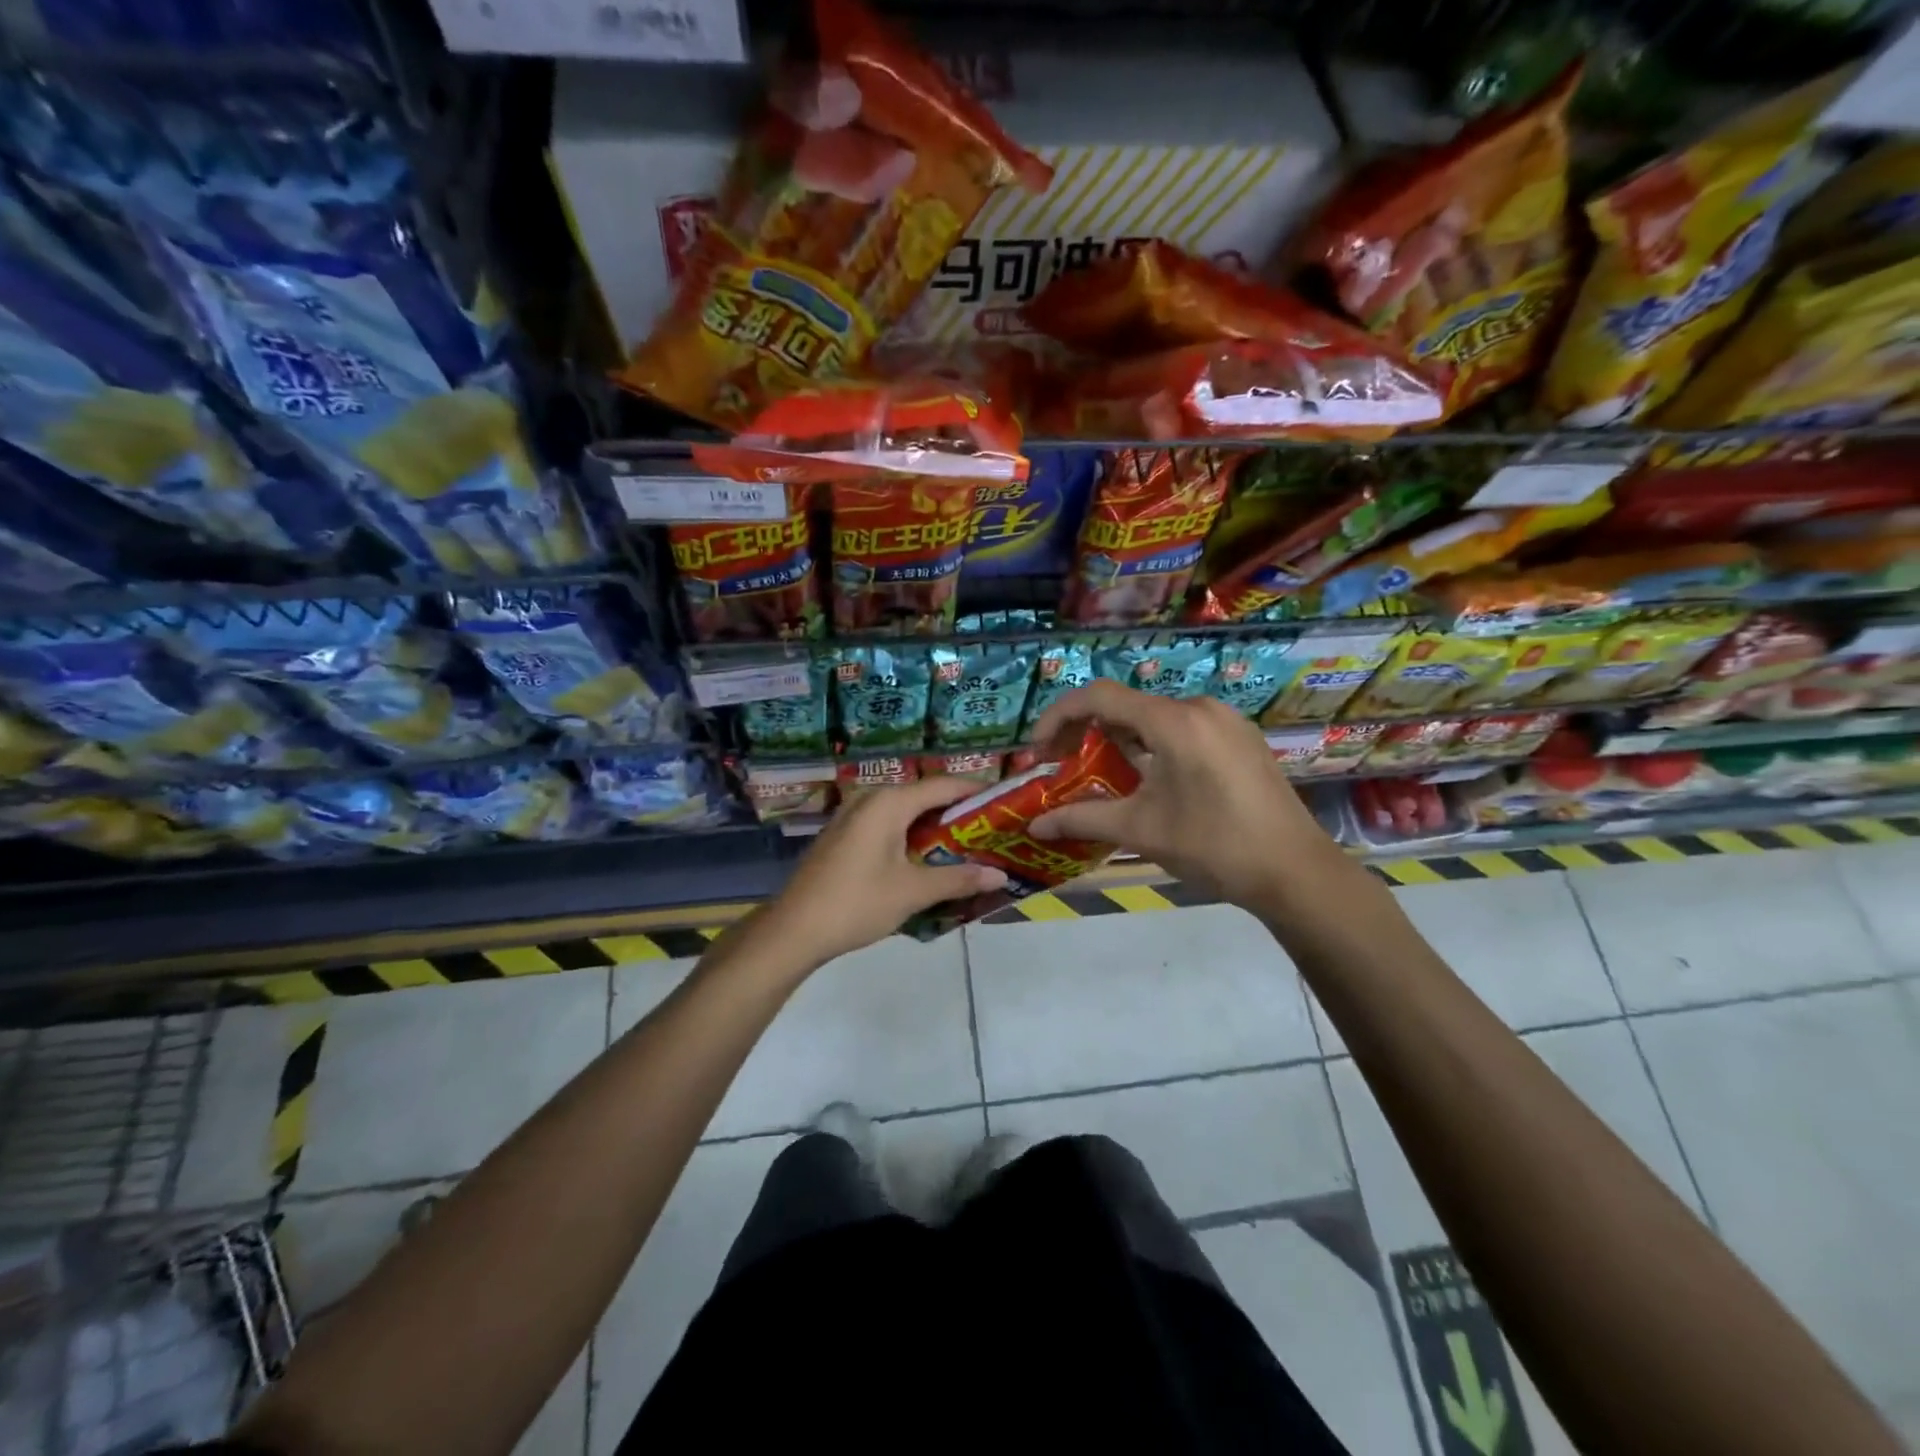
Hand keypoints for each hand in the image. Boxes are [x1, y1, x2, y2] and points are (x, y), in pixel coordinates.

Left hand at [751, 775, 1008, 968]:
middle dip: (958, 813)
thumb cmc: (857, 903)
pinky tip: (928, 860)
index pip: (944, 785)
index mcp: (889, 802)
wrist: (794, 930)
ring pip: (905, 813)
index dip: (977, 792)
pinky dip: (911, 836)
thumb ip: (958, 879)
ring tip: (968, 847)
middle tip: (992, 831)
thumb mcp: (913, 892)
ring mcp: (853, 816)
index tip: (1007, 803)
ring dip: (935, 828)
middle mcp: (870, 798)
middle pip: (925, 796)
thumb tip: (1000, 875)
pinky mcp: (844, 835)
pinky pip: (887, 825)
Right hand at [1028, 680, 1343, 915]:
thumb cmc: (1214, 847)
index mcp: (1174, 721)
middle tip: (1061, 763)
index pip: (1099, 697)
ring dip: (1118, 738)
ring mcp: (1225, 721)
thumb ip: (1082, 818)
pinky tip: (1145, 777)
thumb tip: (1034, 826)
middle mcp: (1200, 708)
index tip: (1038, 750)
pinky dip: (1151, 744)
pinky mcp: (1240, 739)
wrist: (1296, 872)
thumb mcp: (1141, 830)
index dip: (1059, 717)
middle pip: (1127, 704)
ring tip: (1098, 772)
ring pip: (1154, 717)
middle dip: (1086, 730)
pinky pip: (1182, 728)